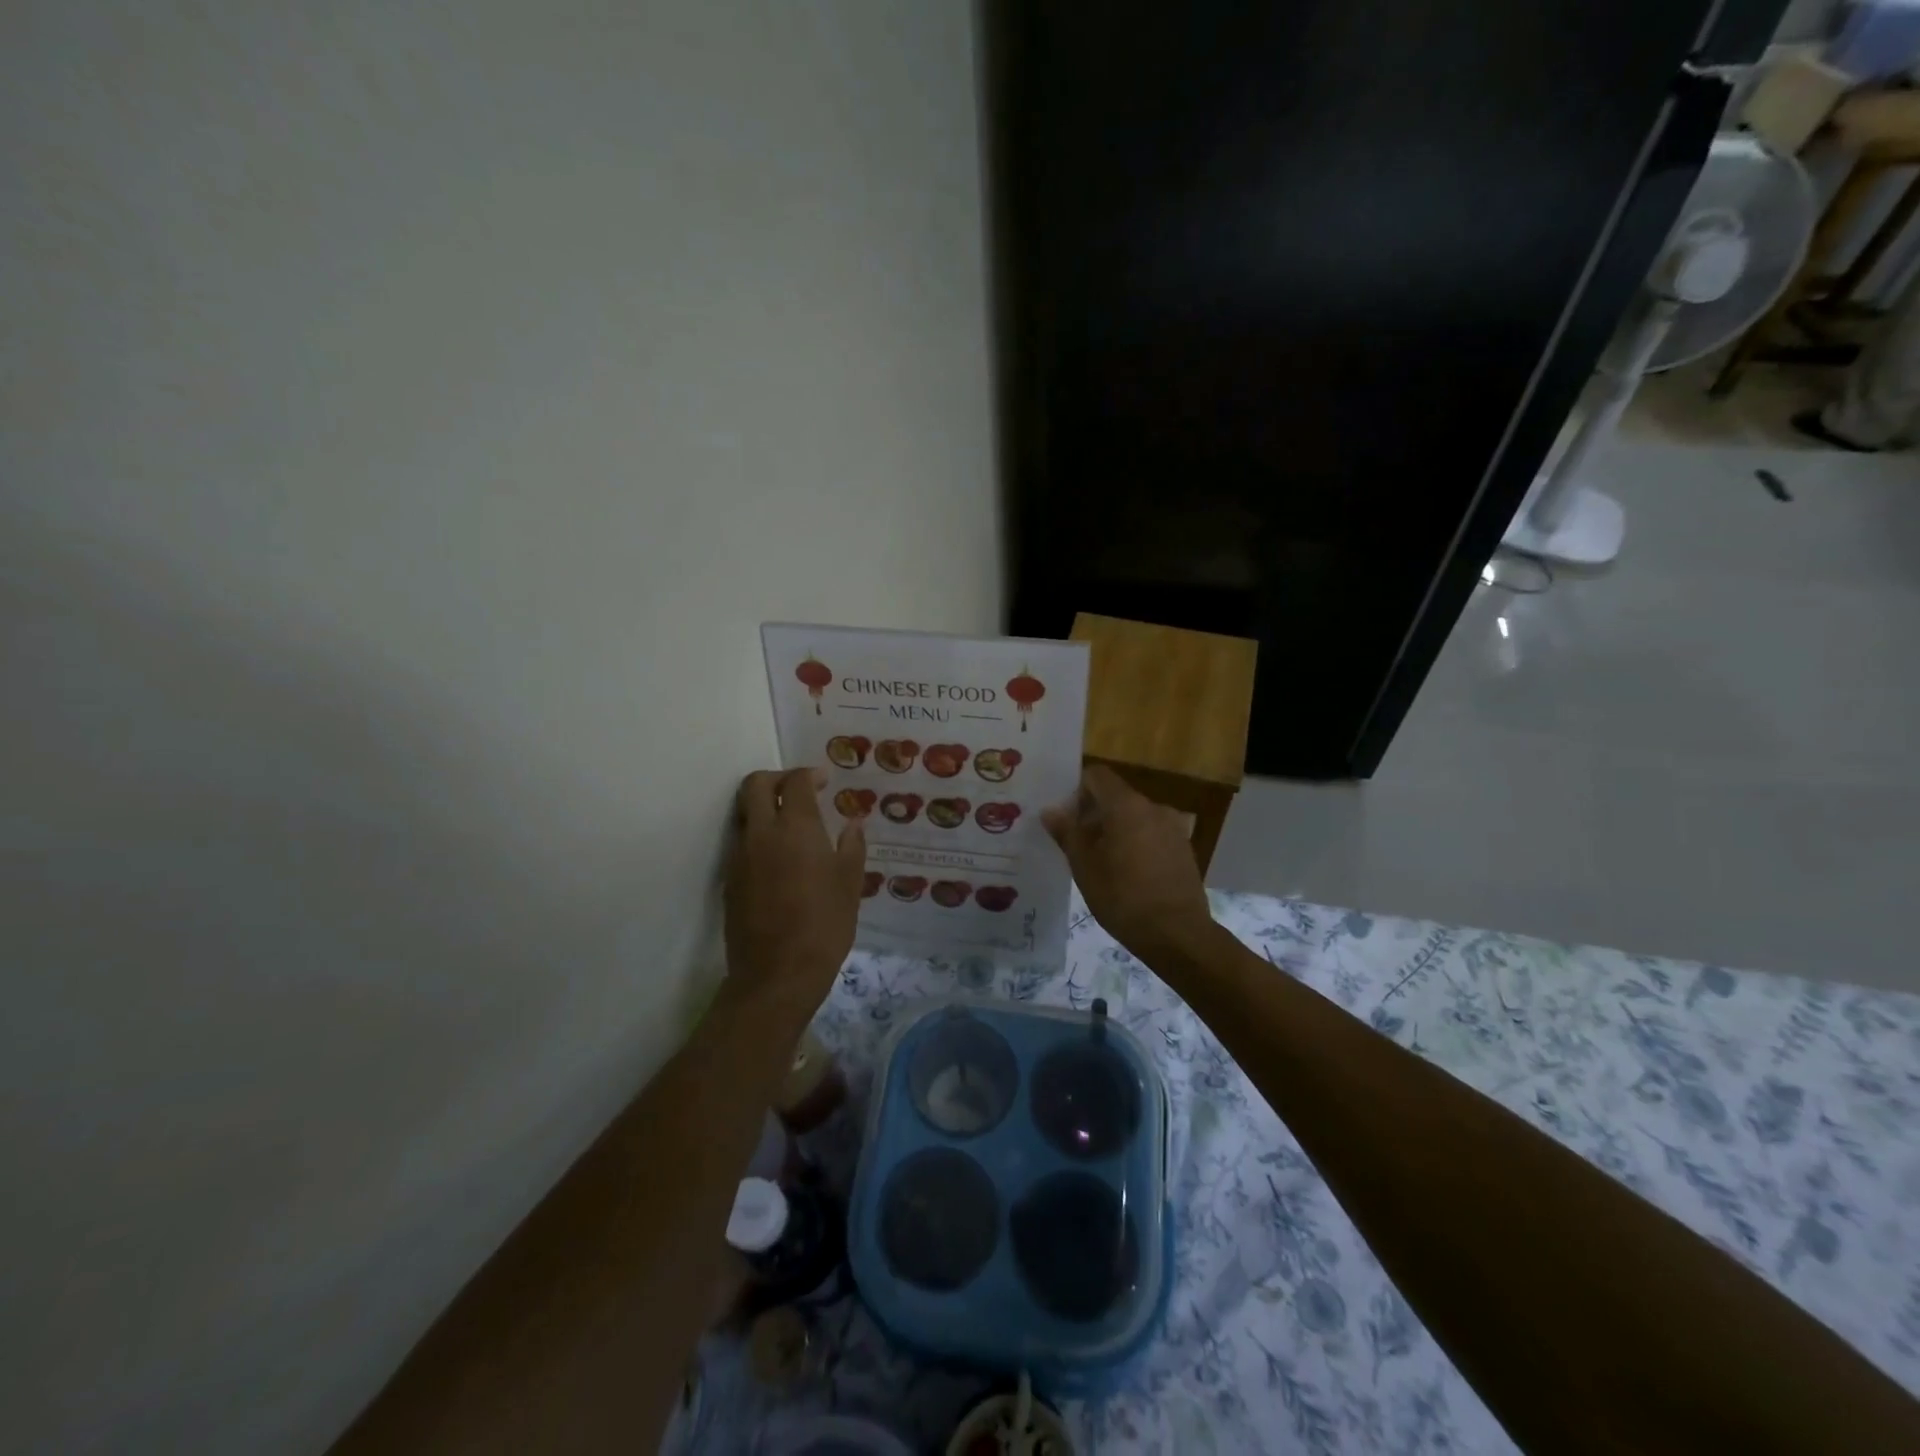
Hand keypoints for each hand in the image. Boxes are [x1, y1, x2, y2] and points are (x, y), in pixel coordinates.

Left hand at [725, 767, 865, 1020]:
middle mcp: (762, 833)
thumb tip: (852, 823)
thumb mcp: (850, 884)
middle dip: (777, 779)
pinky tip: (780, 858)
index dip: (809, 775)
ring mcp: (740, 856)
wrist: (776, 974)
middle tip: (799, 790)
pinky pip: (741, 842)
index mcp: (796, 828)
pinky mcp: (730, 880)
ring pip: (744, 812)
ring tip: (791, 825)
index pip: (795, 782)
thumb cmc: (824, 925)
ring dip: (764, 807)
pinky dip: (758, 835)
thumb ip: (851, 847)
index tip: (824, 782)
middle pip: (756, 785)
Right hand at [1042, 765, 1215, 963]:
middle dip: (1094, 813)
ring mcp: (1173, 827)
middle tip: (1075, 842)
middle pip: (1116, 796)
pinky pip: (1152, 833)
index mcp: (1126, 805)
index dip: (1077, 789)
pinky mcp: (1183, 848)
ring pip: (1135, 816)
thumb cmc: (1123, 897)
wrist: (1177, 935)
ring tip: (1100, 860)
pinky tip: (1127, 872)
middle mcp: (1153, 807)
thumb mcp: (1084, 867)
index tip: (1064, 815)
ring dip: (1115, 829)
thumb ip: (1067, 832)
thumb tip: (1050, 810)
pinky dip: (1136, 842)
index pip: (1097, 776)